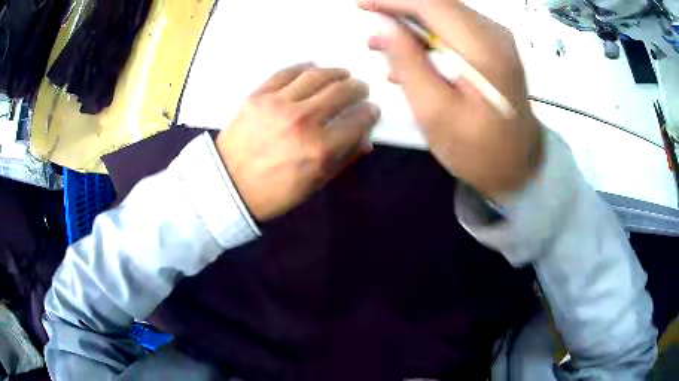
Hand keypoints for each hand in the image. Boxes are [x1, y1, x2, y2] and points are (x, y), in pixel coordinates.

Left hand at [216, 63, 379, 221]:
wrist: (227, 186)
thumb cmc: (273, 193)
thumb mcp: (313, 185)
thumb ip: (342, 161)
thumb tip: (366, 140)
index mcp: (320, 149)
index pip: (357, 121)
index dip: (369, 113)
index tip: (372, 109)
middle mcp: (303, 120)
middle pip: (341, 92)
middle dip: (357, 88)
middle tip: (360, 87)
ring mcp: (278, 104)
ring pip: (316, 76)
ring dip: (335, 72)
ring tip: (342, 73)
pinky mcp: (258, 96)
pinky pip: (285, 73)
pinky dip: (302, 67)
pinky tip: (312, 67)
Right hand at [358, 0, 542, 199]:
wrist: (519, 167)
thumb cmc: (480, 151)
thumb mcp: (436, 112)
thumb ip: (408, 62)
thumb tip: (383, 25)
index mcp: (484, 49)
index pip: (431, 4)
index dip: (393, 0)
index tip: (362, 5)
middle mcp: (495, 35)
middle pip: (440, 3)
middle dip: (400, 7)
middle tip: (368, 17)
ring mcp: (497, 40)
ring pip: (445, 13)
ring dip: (411, 22)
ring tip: (381, 42)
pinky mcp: (494, 50)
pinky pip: (455, 29)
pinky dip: (428, 35)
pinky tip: (409, 54)